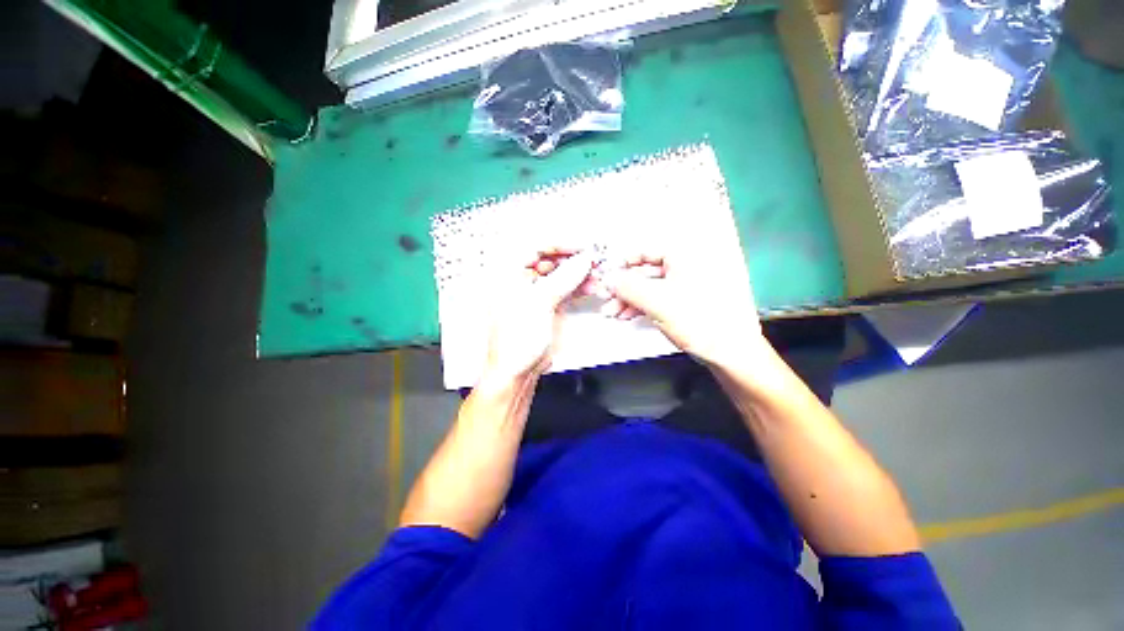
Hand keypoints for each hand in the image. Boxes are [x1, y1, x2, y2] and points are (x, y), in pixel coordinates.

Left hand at [482, 248, 593, 383]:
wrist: (517, 371)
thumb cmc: (515, 340)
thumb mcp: (539, 303)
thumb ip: (563, 278)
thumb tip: (582, 260)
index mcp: (507, 274)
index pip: (535, 247)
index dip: (561, 245)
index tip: (582, 248)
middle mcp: (519, 280)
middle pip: (550, 260)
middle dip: (573, 260)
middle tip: (593, 260)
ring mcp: (534, 293)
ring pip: (560, 275)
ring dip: (579, 273)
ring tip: (596, 274)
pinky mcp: (546, 306)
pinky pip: (564, 289)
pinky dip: (578, 287)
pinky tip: (590, 285)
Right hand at [602, 251, 766, 368]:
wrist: (728, 352)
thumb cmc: (697, 320)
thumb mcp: (657, 301)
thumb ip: (628, 287)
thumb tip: (606, 278)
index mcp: (682, 257)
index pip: (644, 251)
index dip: (622, 263)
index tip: (606, 276)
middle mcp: (683, 267)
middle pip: (644, 271)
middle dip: (622, 287)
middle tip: (605, 299)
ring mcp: (684, 286)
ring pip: (648, 287)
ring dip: (628, 299)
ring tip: (611, 312)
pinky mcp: (683, 303)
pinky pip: (656, 299)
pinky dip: (640, 306)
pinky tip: (626, 315)